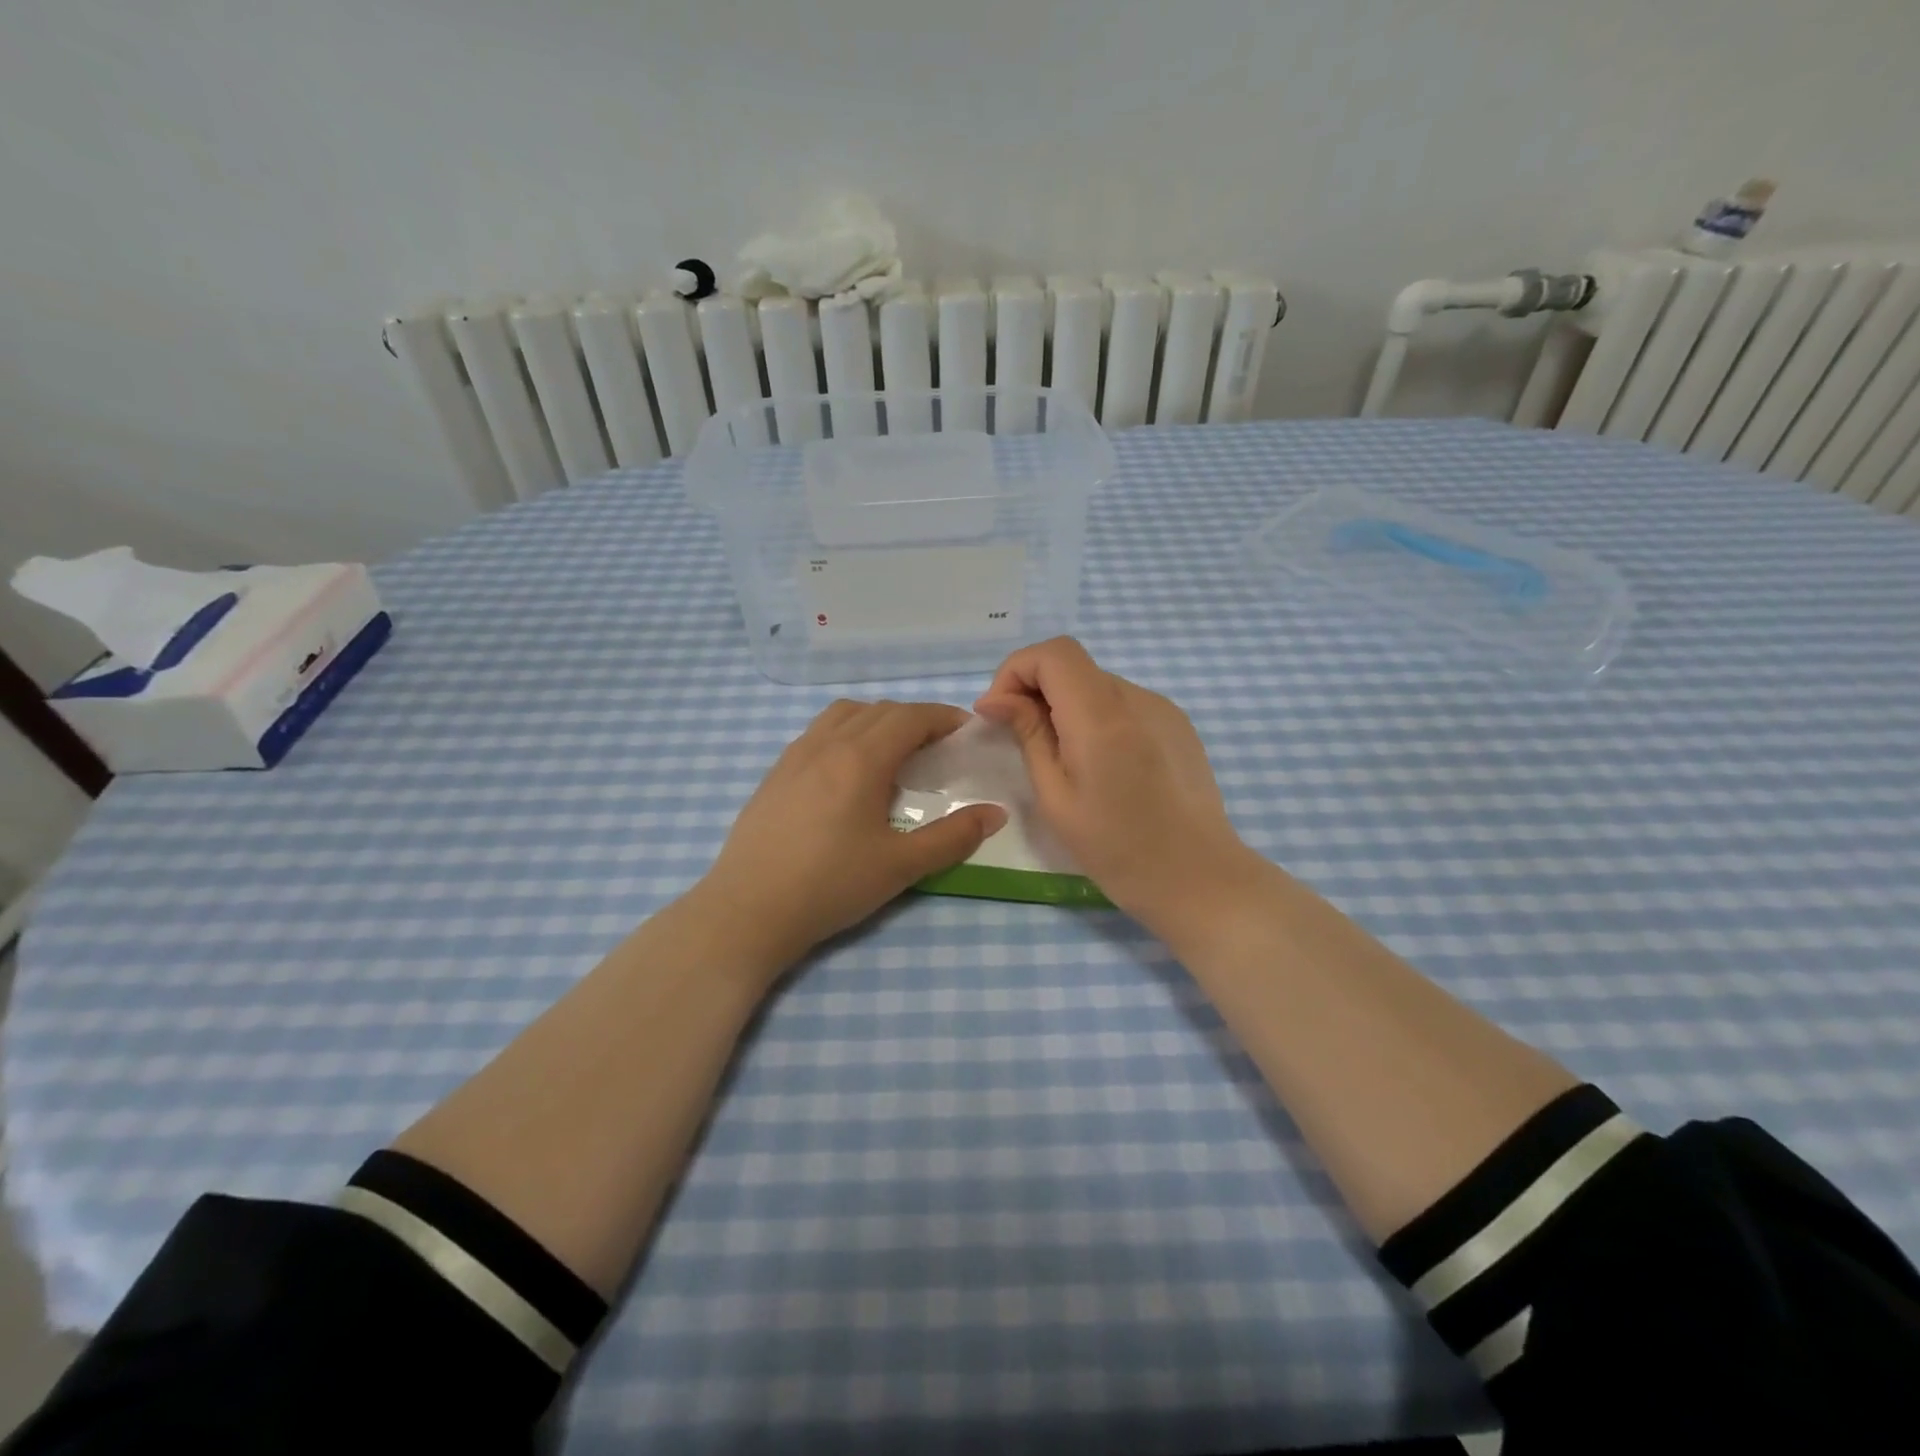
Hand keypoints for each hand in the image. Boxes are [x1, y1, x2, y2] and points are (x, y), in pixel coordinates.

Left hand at [694, 700, 1006, 969]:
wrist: (748, 910)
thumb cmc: (830, 886)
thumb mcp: (901, 866)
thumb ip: (953, 837)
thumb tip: (996, 814)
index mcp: (861, 759)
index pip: (910, 718)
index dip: (942, 717)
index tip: (965, 729)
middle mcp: (827, 744)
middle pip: (879, 711)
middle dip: (915, 718)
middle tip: (938, 745)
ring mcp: (795, 755)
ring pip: (844, 714)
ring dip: (877, 719)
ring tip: (893, 750)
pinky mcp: (775, 773)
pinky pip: (818, 732)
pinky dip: (846, 732)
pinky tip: (847, 769)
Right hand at [974, 638, 1256, 935]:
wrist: (1197, 877)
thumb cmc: (1117, 848)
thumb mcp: (1056, 797)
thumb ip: (1028, 735)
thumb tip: (995, 699)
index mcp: (1101, 716)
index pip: (1052, 653)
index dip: (1015, 671)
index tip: (1000, 713)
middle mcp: (1136, 698)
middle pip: (1073, 666)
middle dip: (1036, 691)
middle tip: (1022, 740)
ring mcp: (1163, 708)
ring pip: (1097, 685)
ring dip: (1067, 706)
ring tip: (1066, 760)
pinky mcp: (1178, 724)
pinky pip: (1124, 704)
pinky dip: (1098, 718)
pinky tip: (1104, 766)